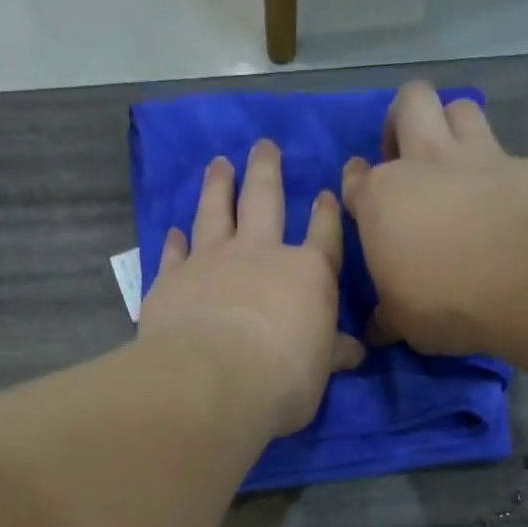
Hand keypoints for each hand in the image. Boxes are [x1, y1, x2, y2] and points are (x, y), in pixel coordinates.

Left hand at [140, 139, 364, 436]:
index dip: (326, 214)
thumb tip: (355, 352)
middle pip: (264, 200)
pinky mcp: (172, 279)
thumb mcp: (319, 373)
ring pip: (215, 212)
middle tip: (264, 145)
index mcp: (307, 274)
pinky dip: (174, 241)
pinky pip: (174, 252)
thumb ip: (332, 354)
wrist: (211, 381)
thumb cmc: (281, 380)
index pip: (323, 235)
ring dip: (218, 185)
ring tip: (219, 163)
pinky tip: (174, 230)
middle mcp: (260, 254)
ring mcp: (212, 262)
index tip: (325, 193)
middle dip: (266, 170)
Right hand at [342, 81, 527, 356]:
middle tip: (407, 156)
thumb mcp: (402, 322)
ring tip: (454, 162)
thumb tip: (374, 331)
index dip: (357, 187)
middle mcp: (426, 162)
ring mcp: (479, 157)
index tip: (363, 203)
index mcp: (382, 199)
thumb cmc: (444, 301)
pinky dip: (501, 173)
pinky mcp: (526, 166)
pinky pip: (508, 155)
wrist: (526, 281)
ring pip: (460, 108)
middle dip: (403, 120)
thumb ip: (386, 317)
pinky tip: (506, 200)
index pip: (356, 178)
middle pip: (410, 102)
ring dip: (453, 127)